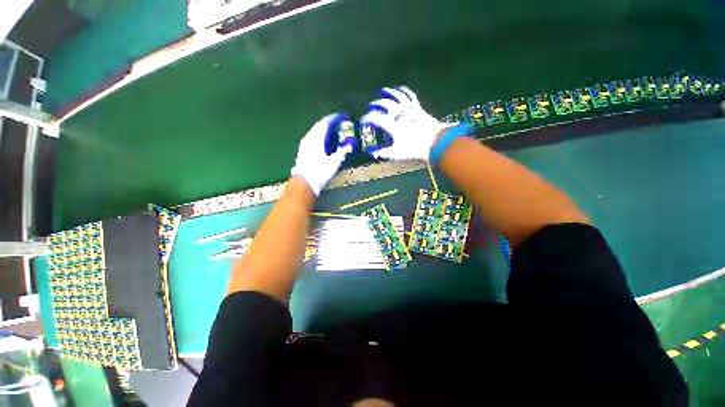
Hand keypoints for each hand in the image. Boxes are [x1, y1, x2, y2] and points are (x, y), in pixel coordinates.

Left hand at [291, 114, 352, 194]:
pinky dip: (319, 137)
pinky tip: (324, 143)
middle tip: (338, 125)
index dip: (334, 119)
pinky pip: (312, 138)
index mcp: (317, 138)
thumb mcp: (334, 162)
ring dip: (323, 131)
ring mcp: (304, 144)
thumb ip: (342, 152)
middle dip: (328, 124)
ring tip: (332, 134)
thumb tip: (349, 146)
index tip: (341, 118)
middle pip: (319, 126)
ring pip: (314, 132)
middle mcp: (309, 138)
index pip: (325, 123)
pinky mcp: (302, 150)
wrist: (305, 183)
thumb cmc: (320, 171)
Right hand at [360, 86, 449, 161]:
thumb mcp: (396, 154)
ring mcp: (409, 109)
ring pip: (397, 96)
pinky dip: (404, 91)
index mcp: (392, 125)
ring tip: (383, 91)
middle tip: (370, 107)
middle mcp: (399, 114)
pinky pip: (410, 96)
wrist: (435, 143)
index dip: (366, 119)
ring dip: (388, 93)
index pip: (375, 118)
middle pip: (384, 104)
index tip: (362, 122)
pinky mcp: (418, 108)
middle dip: (375, 104)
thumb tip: (371, 153)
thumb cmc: (414, 149)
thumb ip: (382, 153)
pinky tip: (401, 89)